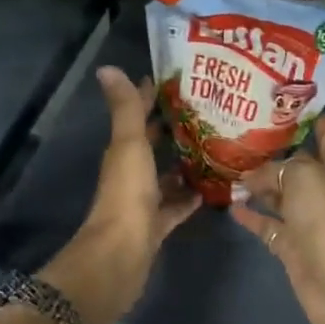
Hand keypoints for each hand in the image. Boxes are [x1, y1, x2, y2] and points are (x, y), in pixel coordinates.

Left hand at [41, 66, 199, 323]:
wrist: (120, 256)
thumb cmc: (127, 195)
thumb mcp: (129, 146)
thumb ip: (125, 108)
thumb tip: (107, 67)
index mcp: (123, 151)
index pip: (138, 116)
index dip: (152, 97)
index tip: (180, 80)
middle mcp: (131, 172)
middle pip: (153, 145)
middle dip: (174, 128)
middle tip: (210, 111)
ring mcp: (144, 201)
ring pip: (166, 176)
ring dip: (184, 163)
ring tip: (218, 147)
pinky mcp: (156, 225)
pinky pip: (176, 206)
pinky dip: (190, 197)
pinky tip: (212, 189)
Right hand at [230, 116, 324, 323]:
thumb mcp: (303, 177)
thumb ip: (276, 168)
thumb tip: (252, 176)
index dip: (308, 116)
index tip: (281, 101)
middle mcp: (324, 188)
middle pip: (297, 163)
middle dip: (272, 149)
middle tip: (238, 132)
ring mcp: (307, 218)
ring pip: (278, 193)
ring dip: (256, 182)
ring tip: (226, 164)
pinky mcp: (291, 244)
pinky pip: (267, 223)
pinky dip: (250, 214)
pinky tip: (230, 202)